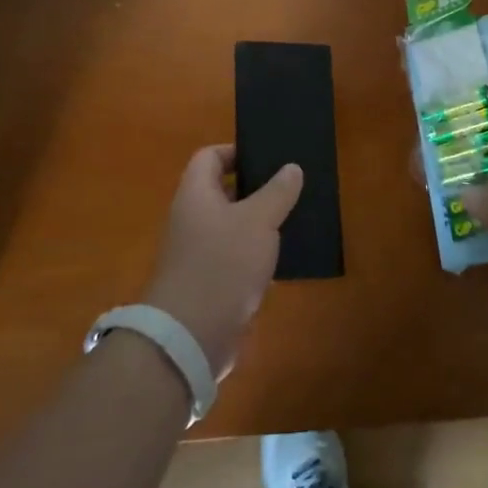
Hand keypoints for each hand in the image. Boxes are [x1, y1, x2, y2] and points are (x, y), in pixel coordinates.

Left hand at [143, 145, 302, 376]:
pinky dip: (258, 255)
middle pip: (223, 191)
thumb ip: (277, 192)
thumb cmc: (222, 265)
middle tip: (291, 185)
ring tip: (295, 217)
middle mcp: (192, 219)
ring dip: (260, 223)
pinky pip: (236, 258)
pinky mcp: (210, 283)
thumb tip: (291, 167)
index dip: (236, 151)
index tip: (269, 156)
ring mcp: (199, 253)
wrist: (191, 337)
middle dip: (256, 188)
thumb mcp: (258, 221)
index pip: (209, 157)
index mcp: (195, 194)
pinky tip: (285, 258)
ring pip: (233, 226)